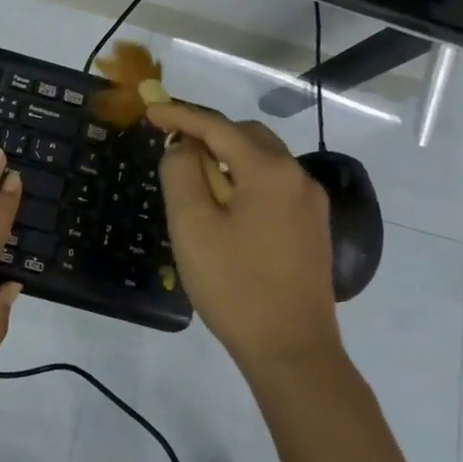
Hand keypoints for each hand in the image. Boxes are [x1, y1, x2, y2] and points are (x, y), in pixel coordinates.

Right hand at [148, 101, 339, 366]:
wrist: (292, 351)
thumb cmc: (234, 286)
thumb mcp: (192, 226)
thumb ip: (181, 174)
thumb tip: (183, 147)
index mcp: (269, 171)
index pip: (218, 127)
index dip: (181, 115)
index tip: (150, 110)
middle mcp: (298, 177)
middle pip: (246, 136)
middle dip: (208, 133)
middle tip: (172, 145)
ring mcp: (310, 203)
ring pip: (263, 160)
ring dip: (227, 157)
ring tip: (194, 176)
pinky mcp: (312, 227)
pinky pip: (274, 184)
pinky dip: (245, 179)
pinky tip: (226, 204)